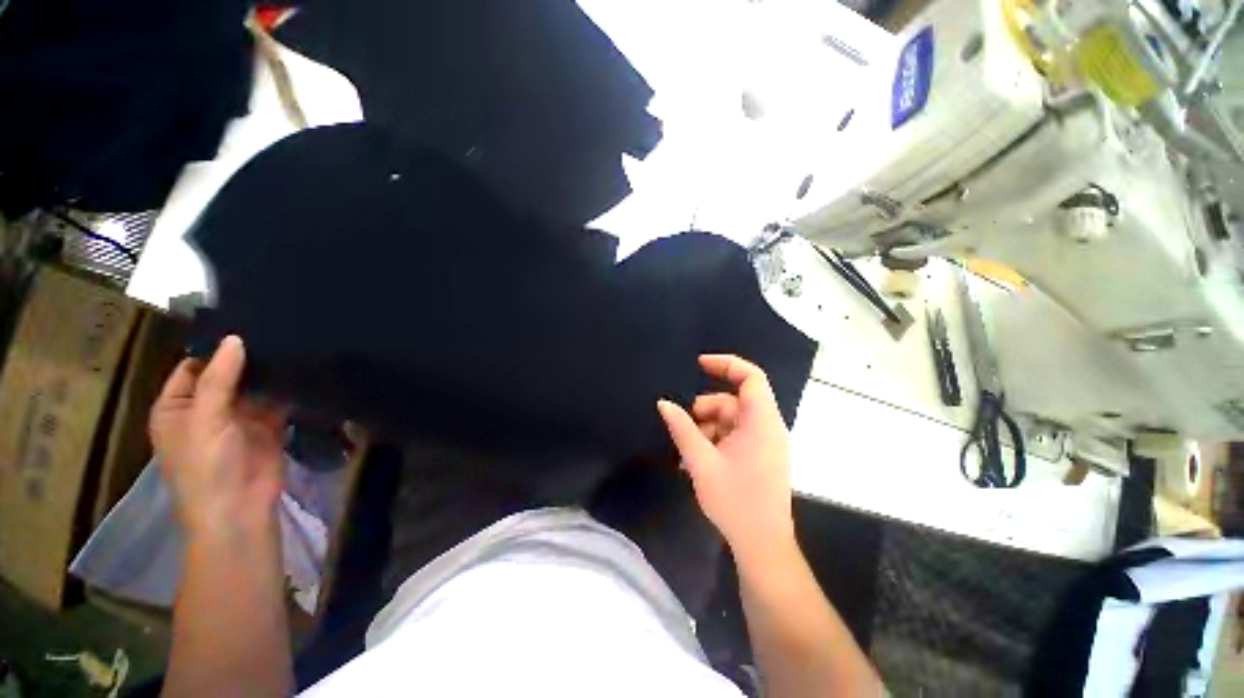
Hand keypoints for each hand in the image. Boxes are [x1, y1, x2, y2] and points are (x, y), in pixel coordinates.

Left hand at [150, 336, 285, 535]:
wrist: (238, 509)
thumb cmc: (205, 465)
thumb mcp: (204, 418)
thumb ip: (219, 378)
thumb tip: (235, 338)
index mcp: (178, 405)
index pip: (194, 366)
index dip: (216, 348)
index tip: (246, 323)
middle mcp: (207, 408)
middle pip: (227, 374)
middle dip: (248, 357)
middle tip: (277, 328)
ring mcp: (240, 418)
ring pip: (255, 386)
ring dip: (270, 372)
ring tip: (295, 342)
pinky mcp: (268, 426)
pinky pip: (278, 401)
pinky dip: (288, 389)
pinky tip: (304, 369)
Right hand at [657, 355, 794, 562]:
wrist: (763, 547)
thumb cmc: (735, 503)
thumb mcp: (701, 462)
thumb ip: (682, 428)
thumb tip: (663, 403)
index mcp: (762, 422)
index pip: (751, 377)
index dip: (726, 364)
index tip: (699, 364)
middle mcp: (768, 427)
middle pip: (734, 401)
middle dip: (706, 409)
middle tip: (684, 428)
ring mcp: (766, 443)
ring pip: (732, 419)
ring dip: (707, 428)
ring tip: (687, 452)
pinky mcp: (760, 456)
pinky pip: (735, 436)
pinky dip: (715, 441)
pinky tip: (697, 460)